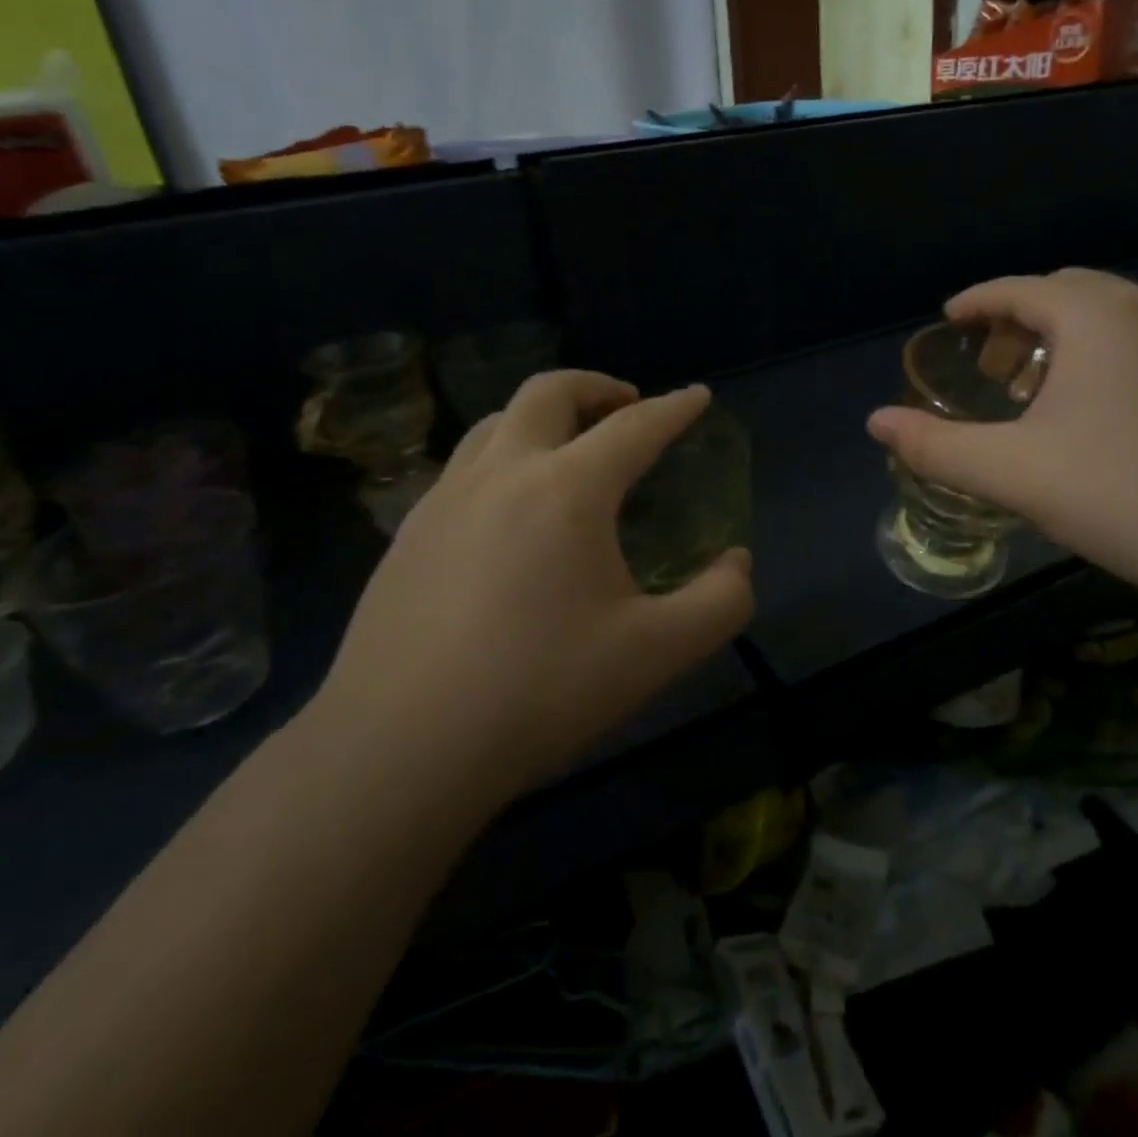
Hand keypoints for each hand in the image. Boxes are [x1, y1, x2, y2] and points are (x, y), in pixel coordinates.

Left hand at [316, 373, 753, 794]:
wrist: (401, 749)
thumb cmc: (540, 691)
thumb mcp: (657, 653)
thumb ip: (720, 602)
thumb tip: (737, 564)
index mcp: (567, 490)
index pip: (635, 428)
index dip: (675, 408)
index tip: (698, 396)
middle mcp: (502, 473)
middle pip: (549, 392)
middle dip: (597, 387)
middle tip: (627, 406)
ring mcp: (444, 499)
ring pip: (497, 421)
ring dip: (543, 416)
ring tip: (568, 448)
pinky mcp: (407, 533)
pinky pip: (464, 466)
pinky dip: (503, 457)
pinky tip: (510, 510)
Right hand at [867, 269, 1137, 607]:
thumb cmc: (1122, 493)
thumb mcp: (1012, 472)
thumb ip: (935, 446)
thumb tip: (875, 422)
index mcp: (1096, 318)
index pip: (1021, 288)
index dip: (978, 301)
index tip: (949, 319)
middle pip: (1067, 294)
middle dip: (1018, 321)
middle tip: (990, 369)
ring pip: (1110, 319)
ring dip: (1062, 341)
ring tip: (1035, 394)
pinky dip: (1102, 359)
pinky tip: (1094, 417)